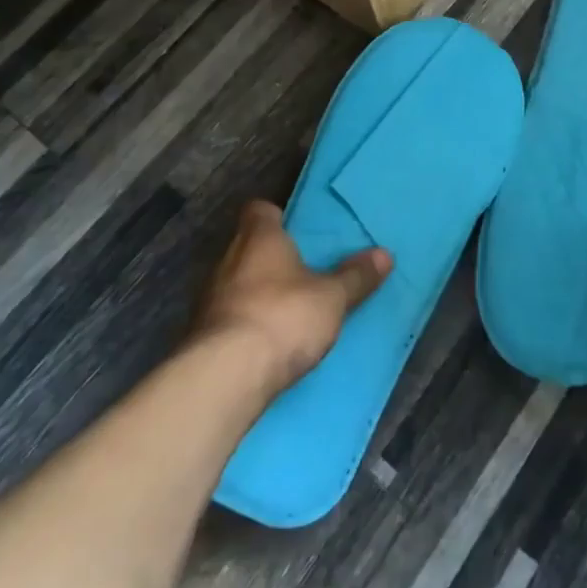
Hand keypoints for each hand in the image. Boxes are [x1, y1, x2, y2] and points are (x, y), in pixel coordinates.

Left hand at [193, 200, 390, 398]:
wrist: (224, 377)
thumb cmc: (282, 317)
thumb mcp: (332, 297)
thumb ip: (356, 276)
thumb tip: (384, 254)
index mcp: (259, 238)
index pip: (259, 210)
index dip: (277, 216)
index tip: (298, 228)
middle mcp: (228, 259)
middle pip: (249, 246)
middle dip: (272, 257)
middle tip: (304, 269)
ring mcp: (210, 298)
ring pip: (237, 282)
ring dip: (258, 292)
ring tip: (290, 307)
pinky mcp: (202, 335)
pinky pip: (230, 316)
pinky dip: (247, 322)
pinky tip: (268, 340)